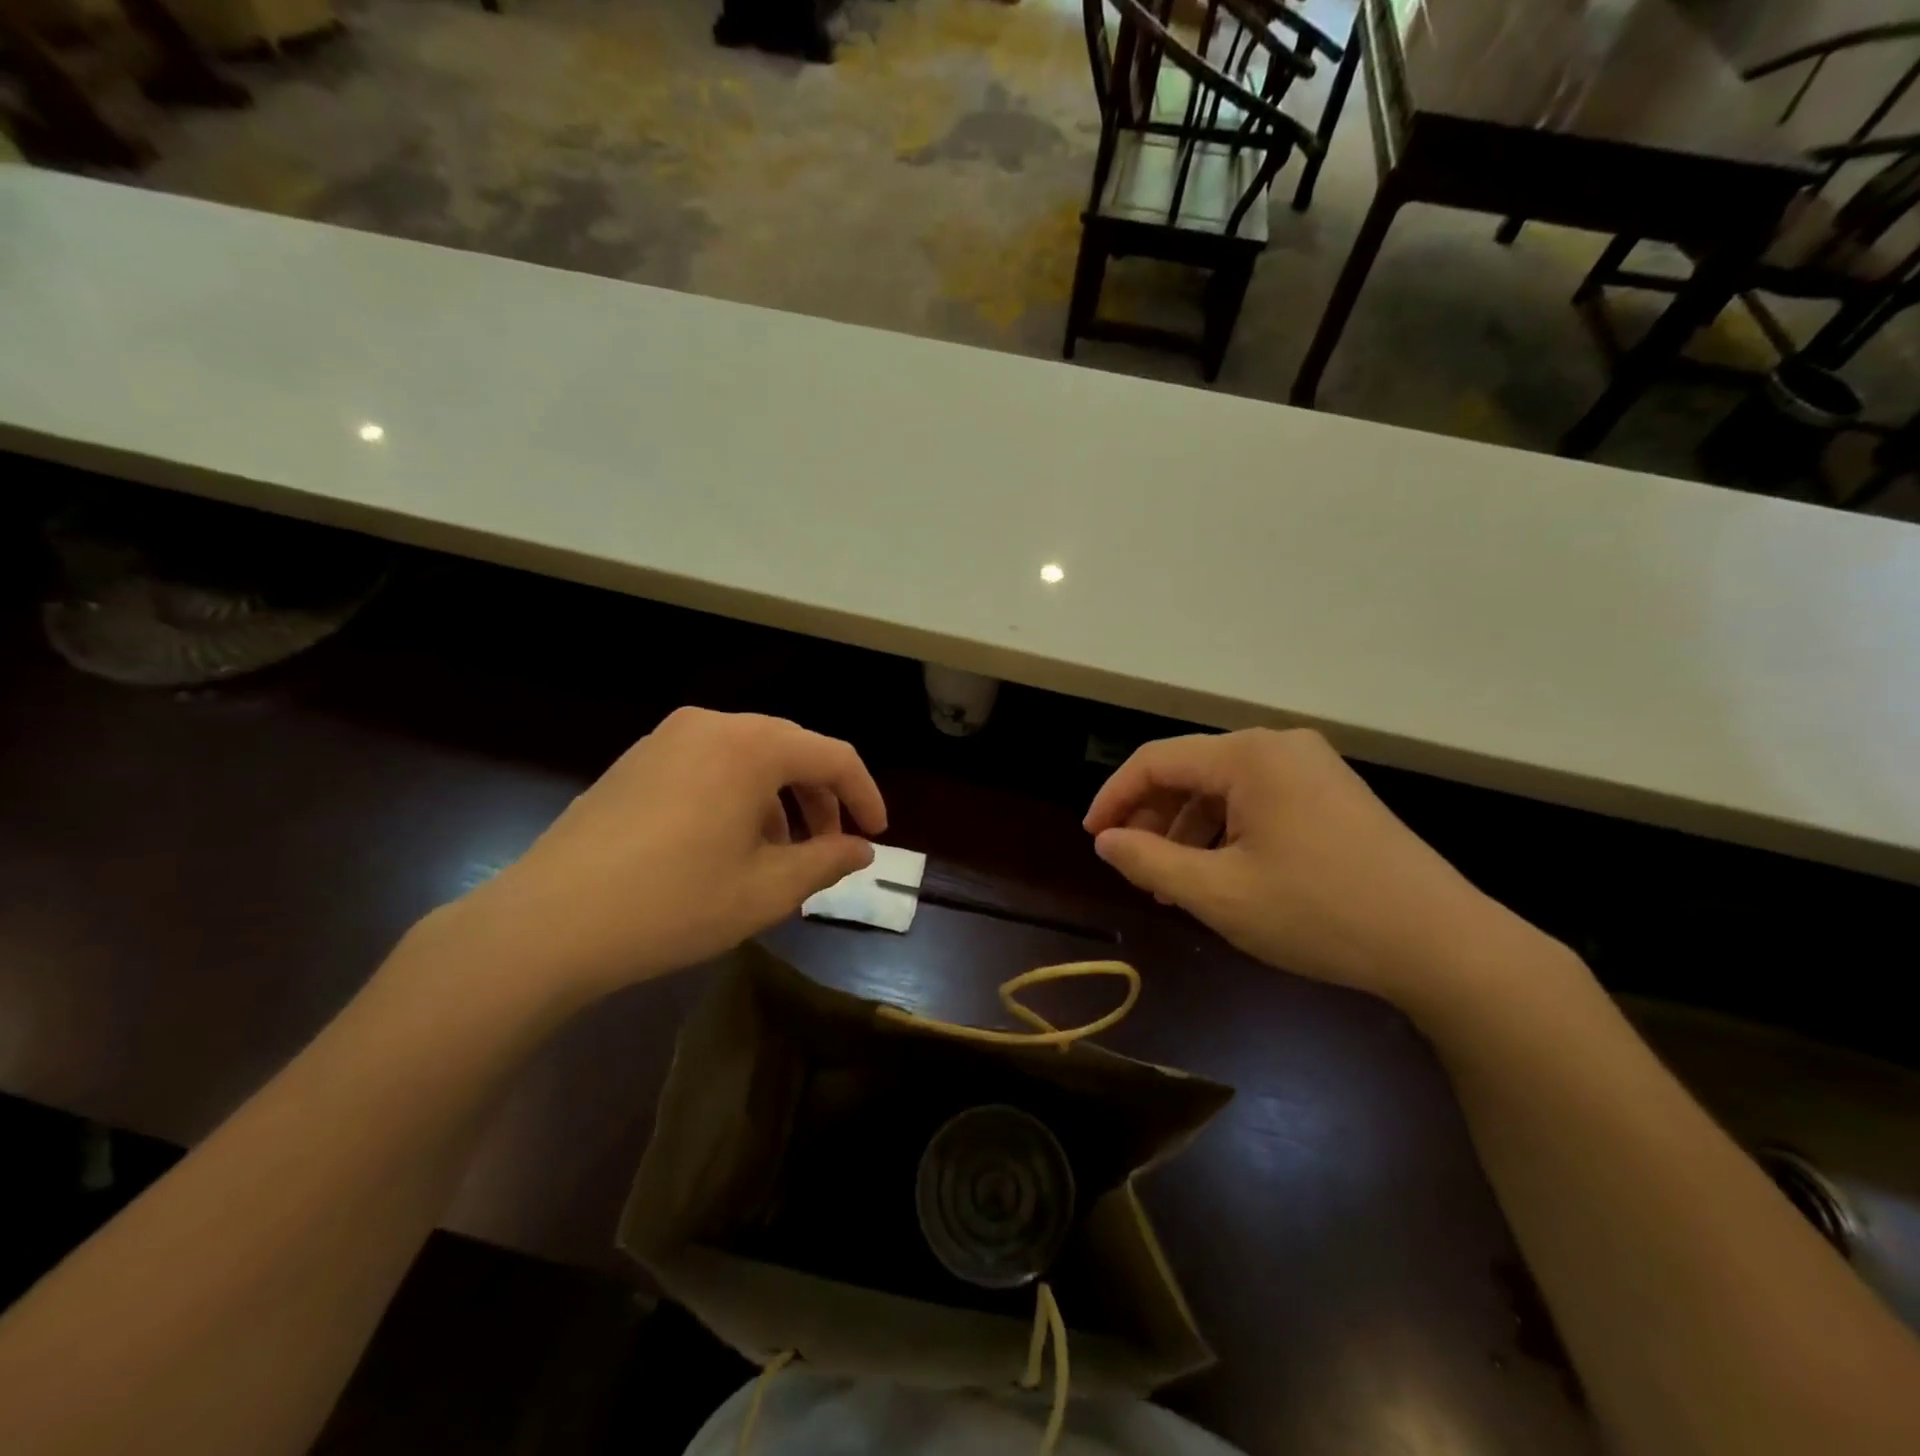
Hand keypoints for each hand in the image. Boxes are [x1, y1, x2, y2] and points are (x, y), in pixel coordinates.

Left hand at [434, 708, 885, 1006]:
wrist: (547, 923)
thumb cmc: (674, 904)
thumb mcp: (766, 891)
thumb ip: (826, 861)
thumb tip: (861, 850)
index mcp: (751, 746)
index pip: (833, 756)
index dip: (864, 794)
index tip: (876, 835)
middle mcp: (710, 726)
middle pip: (790, 751)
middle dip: (820, 800)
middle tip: (830, 849)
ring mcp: (665, 740)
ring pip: (747, 760)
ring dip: (777, 802)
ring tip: (778, 857)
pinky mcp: (635, 762)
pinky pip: (708, 768)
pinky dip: (737, 798)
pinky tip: (727, 847)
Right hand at [1084, 728, 1531, 1008]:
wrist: (1442, 944)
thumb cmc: (1319, 913)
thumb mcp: (1218, 893)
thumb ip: (1149, 860)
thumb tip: (1106, 840)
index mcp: (1248, 756)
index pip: (1156, 761)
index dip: (1115, 797)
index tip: (1094, 838)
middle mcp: (1278, 747)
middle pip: (1190, 771)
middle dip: (1153, 818)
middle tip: (1133, 868)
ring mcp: (1311, 768)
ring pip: (1223, 789)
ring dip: (1188, 831)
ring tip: (1172, 883)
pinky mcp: (1331, 794)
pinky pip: (1257, 802)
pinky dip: (1226, 833)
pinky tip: (1220, 875)